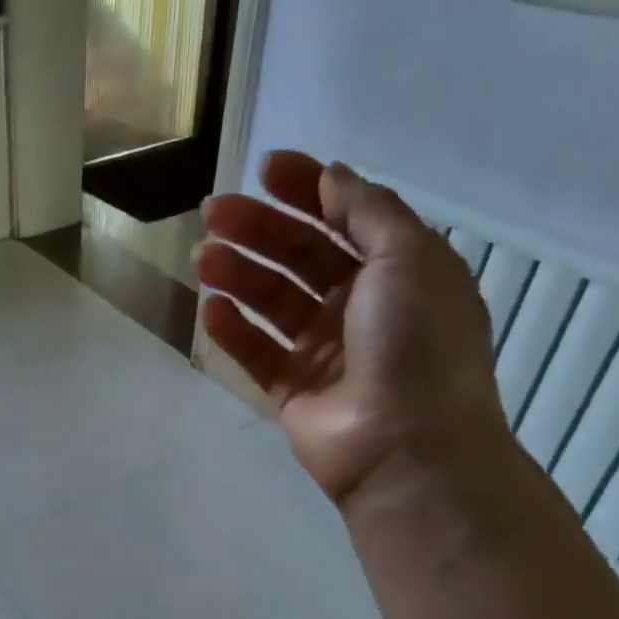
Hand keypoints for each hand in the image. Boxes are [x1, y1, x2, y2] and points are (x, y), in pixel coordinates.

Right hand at [195, 151, 508, 507]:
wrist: (406, 449)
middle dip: (258, 229)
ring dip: (237, 274)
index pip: (345, 217)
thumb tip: (331, 176)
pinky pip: (256, 352)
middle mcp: (360, 306)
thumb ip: (367, 211)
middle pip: (299, 255)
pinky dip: (232, 330)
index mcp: (398, 271)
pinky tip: (210, 309)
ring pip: (271, 301)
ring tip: (202, 258)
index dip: (307, 189)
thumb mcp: (408, 258)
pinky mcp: (293, 389)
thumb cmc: (416, 344)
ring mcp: (324, 350)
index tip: (265, 169)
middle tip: (212, 213)